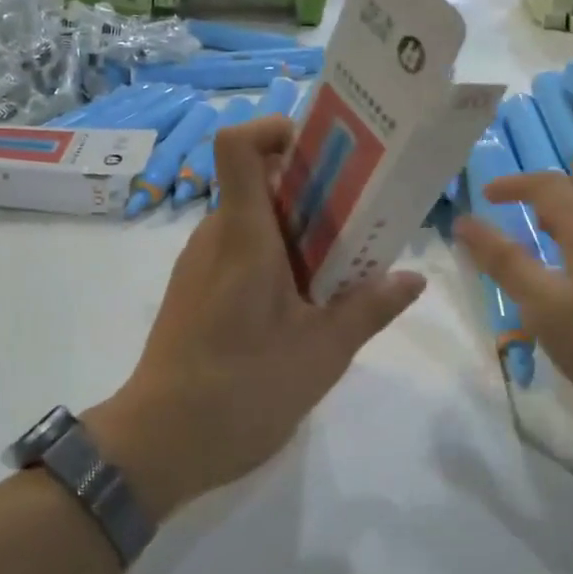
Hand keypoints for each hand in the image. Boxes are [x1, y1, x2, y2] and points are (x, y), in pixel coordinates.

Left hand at [88, 117, 425, 519]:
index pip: (237, 146)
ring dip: (295, 228)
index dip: (273, 130)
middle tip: (358, 214)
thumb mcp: (322, 352)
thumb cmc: (242, 389)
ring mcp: (198, 265)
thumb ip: (369, 308)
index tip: (319, 150)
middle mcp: (214, 237)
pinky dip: (273, 256)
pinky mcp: (194, 292)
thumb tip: (413, 278)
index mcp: (242, 235)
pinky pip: (236, 251)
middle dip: (309, 187)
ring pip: (249, 220)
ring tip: (340, 263)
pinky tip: (303, 301)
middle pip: (254, 181)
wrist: (159, 443)